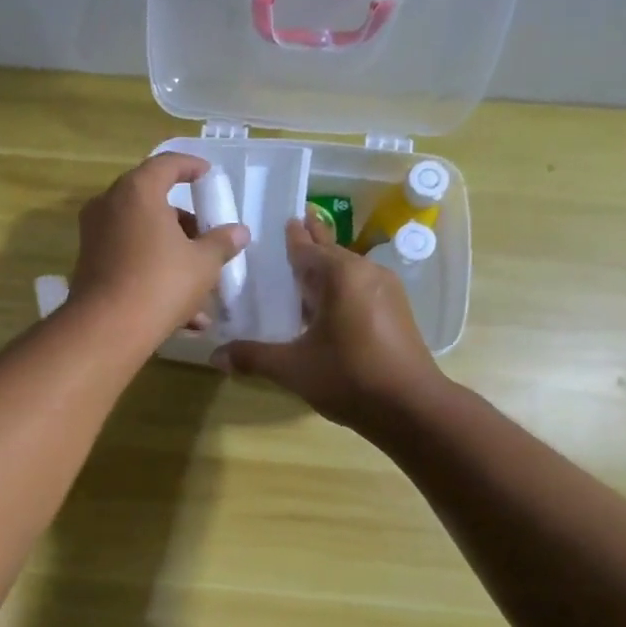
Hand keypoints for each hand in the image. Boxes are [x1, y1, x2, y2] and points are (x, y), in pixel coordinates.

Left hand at [68, 153, 247, 347]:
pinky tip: (186, 316)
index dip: (190, 166)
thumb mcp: (203, 264)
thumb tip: (239, 232)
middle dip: (184, 223)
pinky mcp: (90, 267)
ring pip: (142, 237)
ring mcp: (95, 237)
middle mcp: (109, 206)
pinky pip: (130, 261)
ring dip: (173, 257)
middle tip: (206, 238)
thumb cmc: (161, 283)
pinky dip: (154, 276)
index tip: (207, 175)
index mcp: (137, 191)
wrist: (108, 329)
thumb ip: (221, 243)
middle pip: (152, 202)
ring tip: (203, 288)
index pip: (166, 164)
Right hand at [218, 215, 443, 429]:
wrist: (410, 407)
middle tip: (296, 223)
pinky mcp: (396, 311)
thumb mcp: (292, 368)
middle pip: (331, 252)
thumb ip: (253, 357)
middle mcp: (366, 273)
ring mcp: (387, 291)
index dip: (291, 237)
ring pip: (348, 271)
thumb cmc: (348, 377)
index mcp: (340, 275)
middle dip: (312, 241)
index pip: (307, 248)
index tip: (282, 219)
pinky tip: (329, 303)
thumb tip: (215, 356)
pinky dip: (341, 287)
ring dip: (327, 268)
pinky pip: (361, 288)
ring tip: (306, 267)